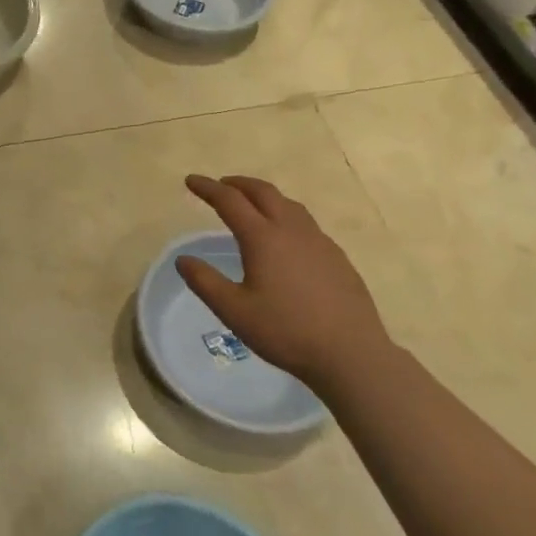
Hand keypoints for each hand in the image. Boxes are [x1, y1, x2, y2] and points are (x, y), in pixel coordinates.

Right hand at [177, 174, 388, 392]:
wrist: (352, 354)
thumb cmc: (286, 332)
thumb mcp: (234, 311)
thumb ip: (205, 282)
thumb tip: (183, 260)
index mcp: (263, 238)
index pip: (230, 201)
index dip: (207, 188)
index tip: (191, 180)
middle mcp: (292, 231)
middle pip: (263, 192)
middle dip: (238, 184)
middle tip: (220, 185)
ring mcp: (319, 242)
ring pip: (289, 204)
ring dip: (264, 196)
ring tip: (252, 204)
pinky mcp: (337, 258)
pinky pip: (306, 223)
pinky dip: (286, 215)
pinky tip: (286, 238)